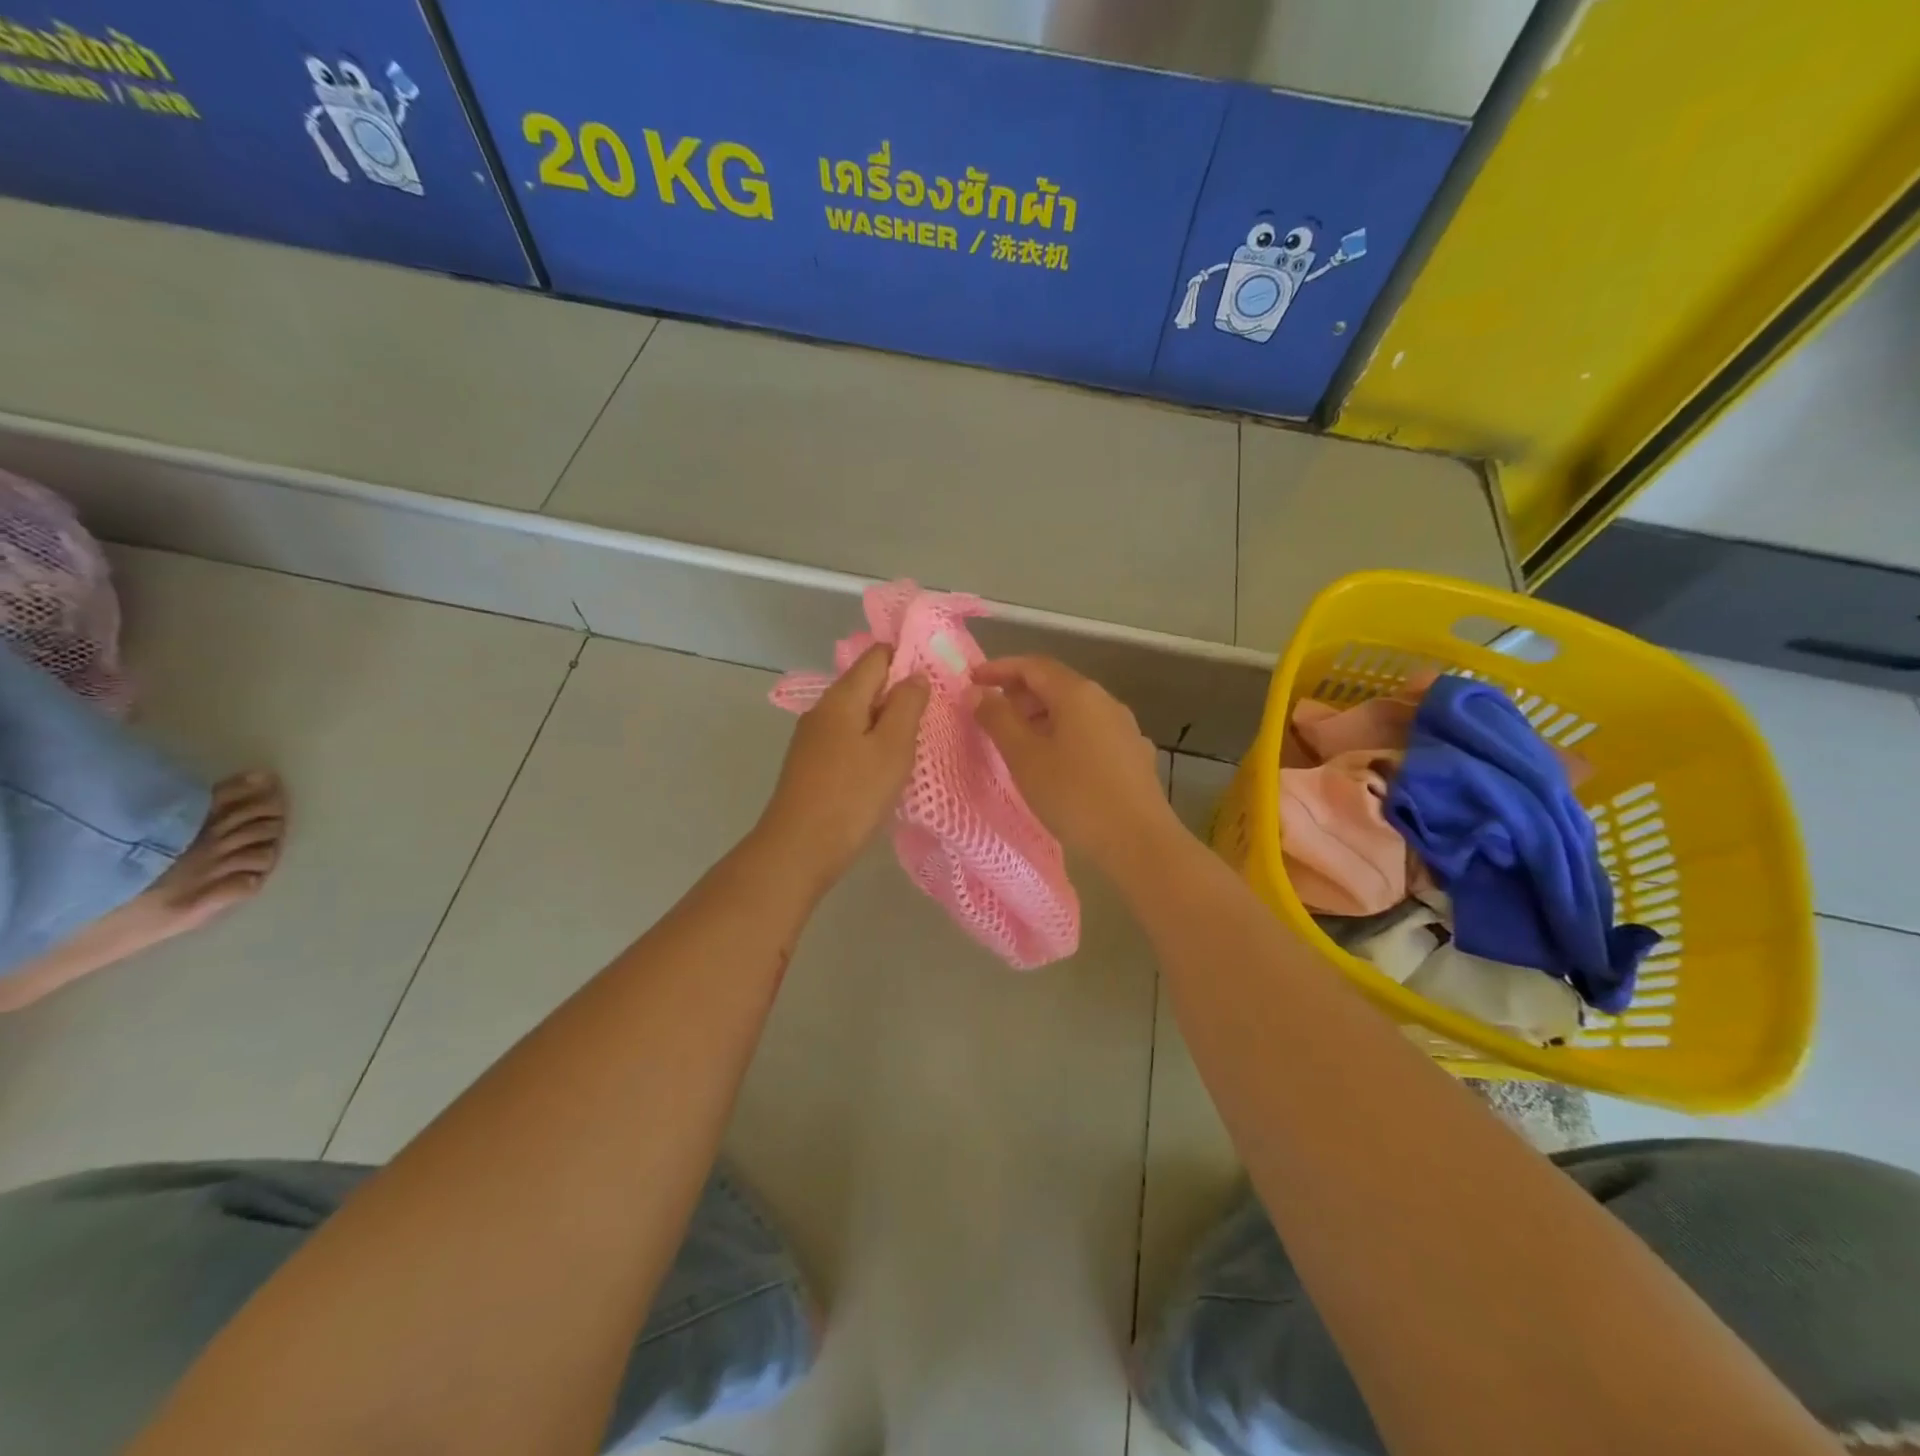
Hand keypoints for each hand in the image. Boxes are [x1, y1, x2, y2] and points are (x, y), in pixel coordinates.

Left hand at [757, 645, 928, 890]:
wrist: (799, 849)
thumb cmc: (853, 795)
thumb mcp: (892, 748)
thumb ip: (907, 706)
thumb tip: (914, 675)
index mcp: (842, 697)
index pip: (877, 655)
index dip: (906, 658)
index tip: (936, 678)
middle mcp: (823, 709)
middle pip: (865, 684)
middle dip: (898, 693)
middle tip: (932, 715)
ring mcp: (812, 737)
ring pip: (856, 714)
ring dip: (885, 721)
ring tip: (913, 742)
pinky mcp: (810, 764)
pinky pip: (846, 738)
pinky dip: (868, 743)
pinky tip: (883, 767)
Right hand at [972, 656, 1180, 866]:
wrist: (1138, 842)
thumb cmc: (1074, 795)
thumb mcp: (1024, 757)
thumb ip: (998, 719)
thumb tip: (978, 692)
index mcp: (1078, 694)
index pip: (1033, 666)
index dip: (1000, 669)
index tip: (972, 680)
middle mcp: (1105, 702)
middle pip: (1057, 685)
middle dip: (1021, 694)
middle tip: (991, 715)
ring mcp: (1125, 728)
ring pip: (1076, 711)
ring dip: (1043, 716)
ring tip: (1018, 741)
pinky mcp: (1134, 756)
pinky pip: (1091, 733)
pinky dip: (1065, 736)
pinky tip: (1057, 763)